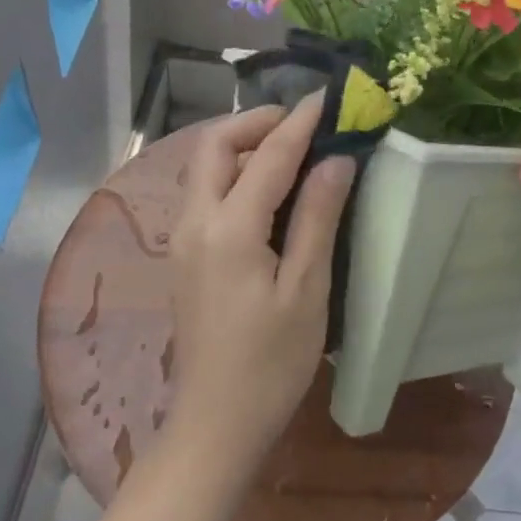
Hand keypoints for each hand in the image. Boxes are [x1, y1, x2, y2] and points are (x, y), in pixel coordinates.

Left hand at [167, 93, 356, 481]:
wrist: (216, 423)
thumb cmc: (271, 363)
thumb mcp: (306, 290)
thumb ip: (317, 217)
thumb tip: (336, 159)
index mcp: (229, 228)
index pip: (269, 155)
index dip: (301, 121)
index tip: (329, 97)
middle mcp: (195, 222)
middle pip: (215, 145)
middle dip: (257, 123)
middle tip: (304, 124)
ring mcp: (184, 238)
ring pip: (206, 167)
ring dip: (245, 146)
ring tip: (293, 152)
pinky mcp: (186, 255)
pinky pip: (206, 192)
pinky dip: (236, 173)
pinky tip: (269, 191)